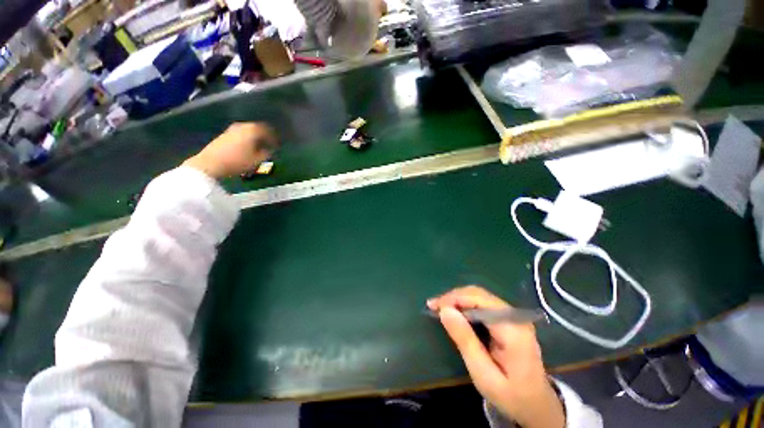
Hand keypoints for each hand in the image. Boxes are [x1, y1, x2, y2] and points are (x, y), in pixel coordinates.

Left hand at [183, 122, 277, 178]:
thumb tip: (270, 150)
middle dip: (264, 136)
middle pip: (257, 129)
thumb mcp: (257, 160)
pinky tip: (247, 148)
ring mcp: (232, 129)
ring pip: (248, 131)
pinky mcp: (224, 135)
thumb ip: (266, 153)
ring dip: (255, 138)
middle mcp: (242, 126)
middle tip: (270, 144)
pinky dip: (247, 139)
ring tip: (259, 147)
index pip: (268, 130)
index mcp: (252, 130)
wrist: (210, 163)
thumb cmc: (237, 161)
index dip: (274, 138)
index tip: (278, 145)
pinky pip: (241, 134)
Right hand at [427, 286, 564, 427]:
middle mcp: (515, 316)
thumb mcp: (483, 374)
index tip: (433, 306)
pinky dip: (465, 305)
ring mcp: (514, 316)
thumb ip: (465, 340)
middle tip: (433, 306)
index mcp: (513, 329)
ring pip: (480, 296)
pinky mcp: (509, 319)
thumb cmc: (511, 395)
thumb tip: (444, 310)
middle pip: (479, 294)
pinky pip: (483, 304)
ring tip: (440, 308)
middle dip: (454, 297)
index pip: (479, 300)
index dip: (454, 298)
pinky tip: (455, 312)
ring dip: (458, 300)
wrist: (538, 406)